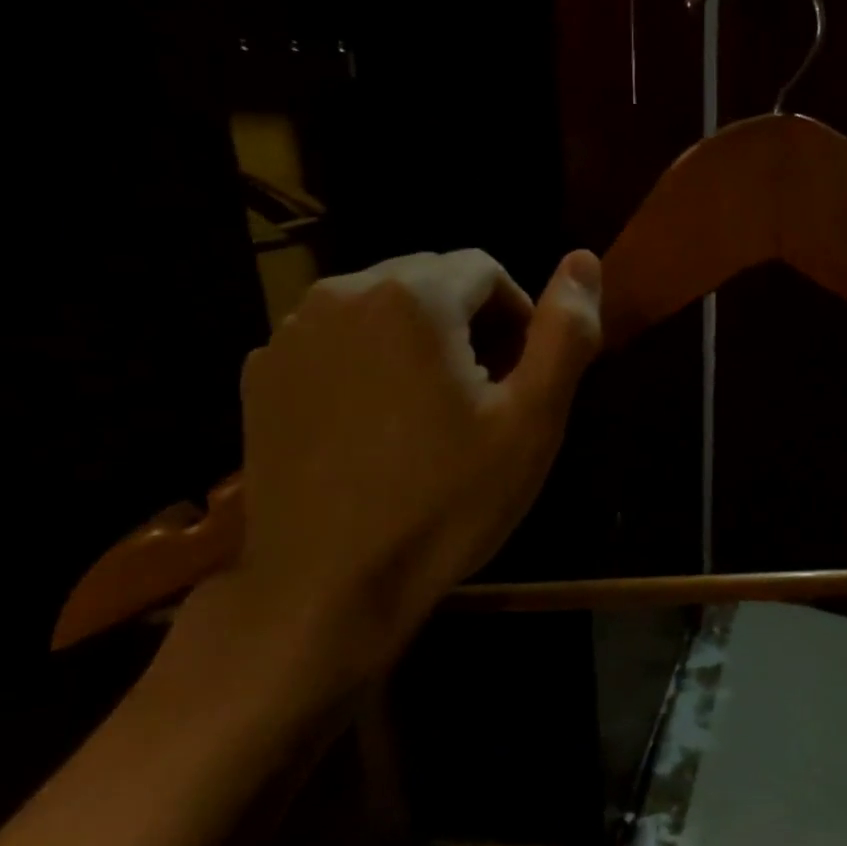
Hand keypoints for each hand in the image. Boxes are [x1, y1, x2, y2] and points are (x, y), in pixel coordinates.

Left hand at [169, 249, 602, 717]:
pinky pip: (332, 345)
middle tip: (483, 399)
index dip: (518, 317)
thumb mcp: (531, 421)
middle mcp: (341, 294)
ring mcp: (290, 336)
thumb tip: (584, 259)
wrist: (327, 586)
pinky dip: (364, 365)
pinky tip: (373, 429)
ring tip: (430, 415)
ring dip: (416, 343)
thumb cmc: (446, 502)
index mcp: (413, 297)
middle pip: (428, 283)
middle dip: (467, 325)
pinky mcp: (262, 378)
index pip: (484, 269)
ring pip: (377, 311)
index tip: (522, 377)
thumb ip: (565, 332)